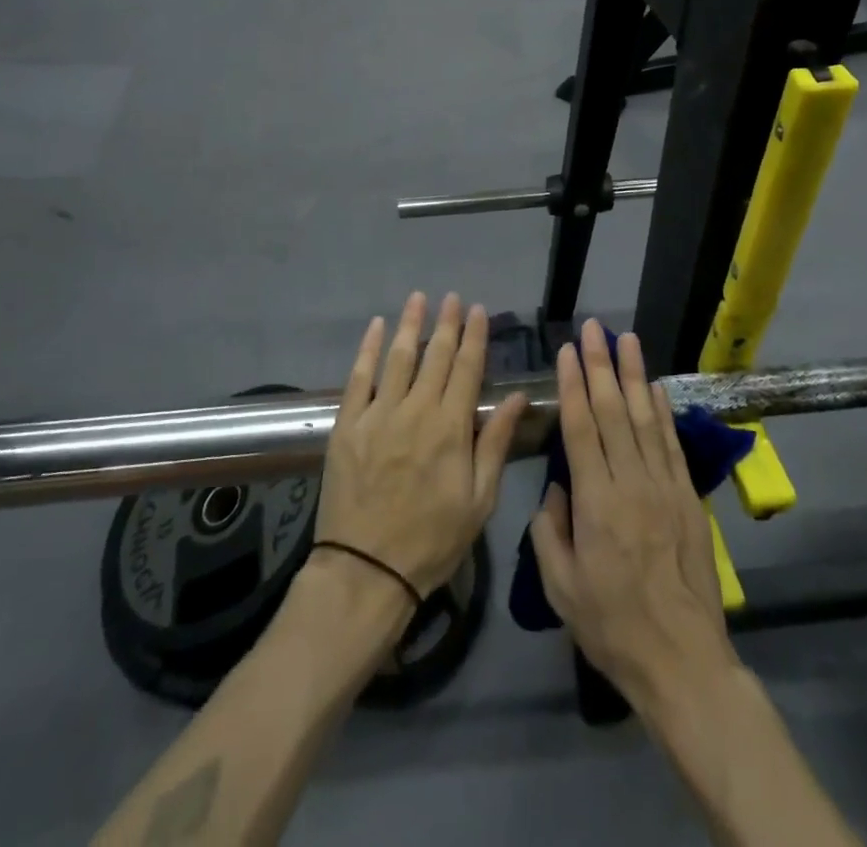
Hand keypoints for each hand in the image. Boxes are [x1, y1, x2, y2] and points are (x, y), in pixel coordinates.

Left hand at [316, 293, 528, 597]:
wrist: (366, 570)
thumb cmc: (432, 539)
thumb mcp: (479, 500)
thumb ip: (495, 443)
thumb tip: (518, 398)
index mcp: (451, 427)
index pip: (468, 368)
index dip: (475, 336)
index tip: (479, 310)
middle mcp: (416, 410)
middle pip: (435, 356)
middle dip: (447, 323)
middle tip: (452, 297)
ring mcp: (378, 415)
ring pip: (398, 357)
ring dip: (410, 324)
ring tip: (418, 298)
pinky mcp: (348, 425)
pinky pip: (358, 377)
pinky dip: (368, 349)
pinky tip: (376, 327)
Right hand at [529, 320, 736, 714]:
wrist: (682, 659)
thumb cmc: (611, 626)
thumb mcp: (560, 587)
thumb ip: (549, 530)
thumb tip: (555, 486)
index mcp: (596, 502)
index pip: (581, 428)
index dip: (573, 385)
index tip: (567, 352)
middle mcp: (631, 482)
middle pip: (613, 411)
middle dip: (602, 364)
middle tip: (594, 327)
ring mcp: (665, 486)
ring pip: (645, 418)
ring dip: (634, 375)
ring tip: (627, 339)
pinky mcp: (688, 497)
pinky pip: (672, 444)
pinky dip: (663, 411)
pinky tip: (655, 387)